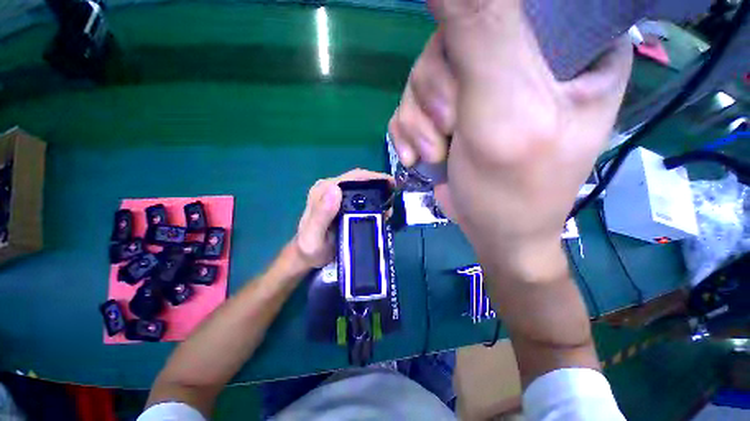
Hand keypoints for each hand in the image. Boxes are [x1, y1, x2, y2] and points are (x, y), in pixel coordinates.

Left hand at [294, 169, 393, 268]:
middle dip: (379, 186)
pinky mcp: (343, 205)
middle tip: (393, 197)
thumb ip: (321, 214)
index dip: (373, 177)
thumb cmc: (311, 247)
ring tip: (389, 207)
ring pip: (363, 189)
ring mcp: (338, 197)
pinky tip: (382, 212)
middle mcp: (331, 189)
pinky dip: (374, 203)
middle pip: (360, 181)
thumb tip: (336, 189)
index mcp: (323, 190)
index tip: (391, 184)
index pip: (352, 177)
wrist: (310, 256)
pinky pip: (362, 199)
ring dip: (378, 195)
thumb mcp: (313, 234)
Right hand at [389, 0, 631, 275]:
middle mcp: (521, 55)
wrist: (491, 230)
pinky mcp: (447, 112)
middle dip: (437, 94)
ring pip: (422, 76)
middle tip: (450, 132)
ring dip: (419, 121)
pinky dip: (409, 133)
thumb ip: (483, 33)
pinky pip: (409, 105)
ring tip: (436, 153)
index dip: (472, 30)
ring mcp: (477, 85)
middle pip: (450, 40)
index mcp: (566, 44)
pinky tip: (421, 157)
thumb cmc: (515, 188)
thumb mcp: (506, 111)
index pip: (512, 5)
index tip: (467, 82)